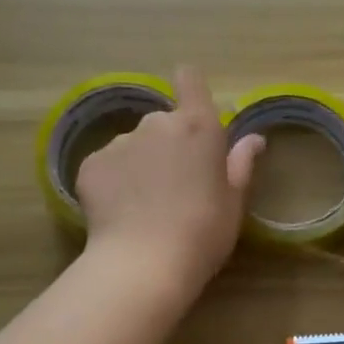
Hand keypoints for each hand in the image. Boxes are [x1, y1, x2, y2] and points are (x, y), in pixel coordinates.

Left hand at [75, 66, 264, 295]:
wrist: (143, 264)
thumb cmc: (203, 231)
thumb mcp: (234, 201)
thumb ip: (241, 163)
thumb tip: (254, 139)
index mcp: (197, 126)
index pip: (189, 80)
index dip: (189, 88)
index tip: (192, 109)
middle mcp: (156, 123)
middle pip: (162, 122)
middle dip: (167, 144)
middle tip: (174, 184)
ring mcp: (119, 142)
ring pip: (133, 145)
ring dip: (140, 164)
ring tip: (144, 205)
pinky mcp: (89, 164)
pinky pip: (106, 166)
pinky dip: (113, 182)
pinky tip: (120, 213)